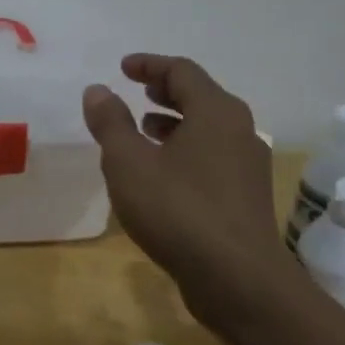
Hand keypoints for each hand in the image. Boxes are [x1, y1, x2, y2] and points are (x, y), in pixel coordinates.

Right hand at [82, 54, 293, 333]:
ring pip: (208, 129)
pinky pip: (212, 157)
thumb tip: (97, 90)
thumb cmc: (178, 210)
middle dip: (164, 92)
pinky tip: (162, 175)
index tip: (123, 68)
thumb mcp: (129, 163)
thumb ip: (110, 123)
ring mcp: (247, 165)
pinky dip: (185, 151)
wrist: (237, 279)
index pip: (182, 71)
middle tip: (136, 92)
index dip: (149, 65)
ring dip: (175, 123)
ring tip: (143, 131)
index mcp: (216, 112)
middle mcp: (239, 130)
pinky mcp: (246, 197)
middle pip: (200, 97)